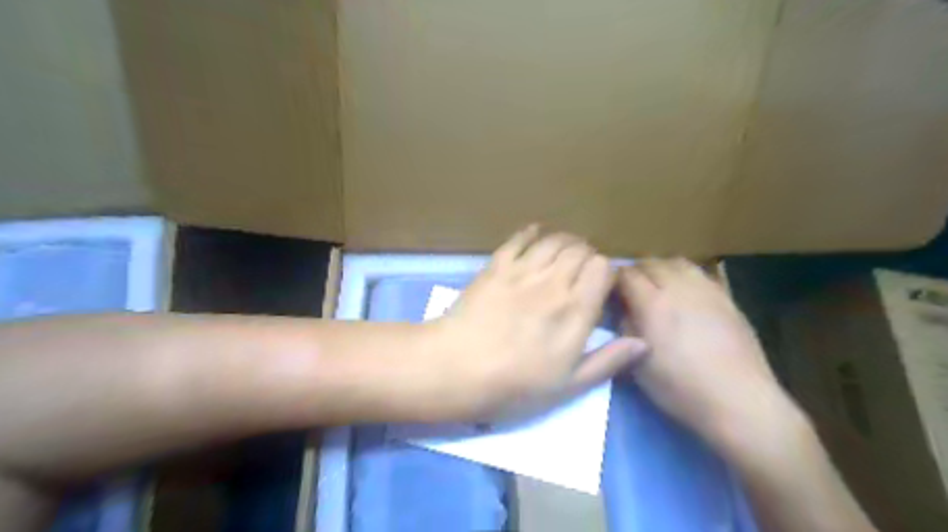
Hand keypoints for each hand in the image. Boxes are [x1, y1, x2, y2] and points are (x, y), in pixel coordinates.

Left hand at [430, 227, 651, 420]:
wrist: (458, 368)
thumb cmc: (515, 385)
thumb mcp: (568, 385)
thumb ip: (607, 361)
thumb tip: (644, 342)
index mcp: (576, 310)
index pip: (602, 269)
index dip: (604, 272)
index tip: (600, 284)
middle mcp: (554, 282)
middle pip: (580, 250)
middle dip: (586, 254)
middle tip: (581, 268)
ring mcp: (523, 270)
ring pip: (553, 240)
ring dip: (564, 240)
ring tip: (564, 250)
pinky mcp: (496, 265)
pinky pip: (518, 239)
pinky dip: (530, 232)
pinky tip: (535, 233)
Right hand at [619, 260, 793, 447]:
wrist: (737, 400)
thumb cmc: (679, 387)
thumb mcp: (636, 363)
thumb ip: (625, 328)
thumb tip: (623, 309)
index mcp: (652, 305)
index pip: (626, 275)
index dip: (614, 279)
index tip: (609, 291)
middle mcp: (678, 288)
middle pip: (651, 263)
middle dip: (636, 271)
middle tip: (631, 288)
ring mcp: (706, 290)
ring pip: (677, 263)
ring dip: (661, 269)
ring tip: (658, 285)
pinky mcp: (726, 297)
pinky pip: (699, 274)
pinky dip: (685, 276)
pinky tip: (685, 294)